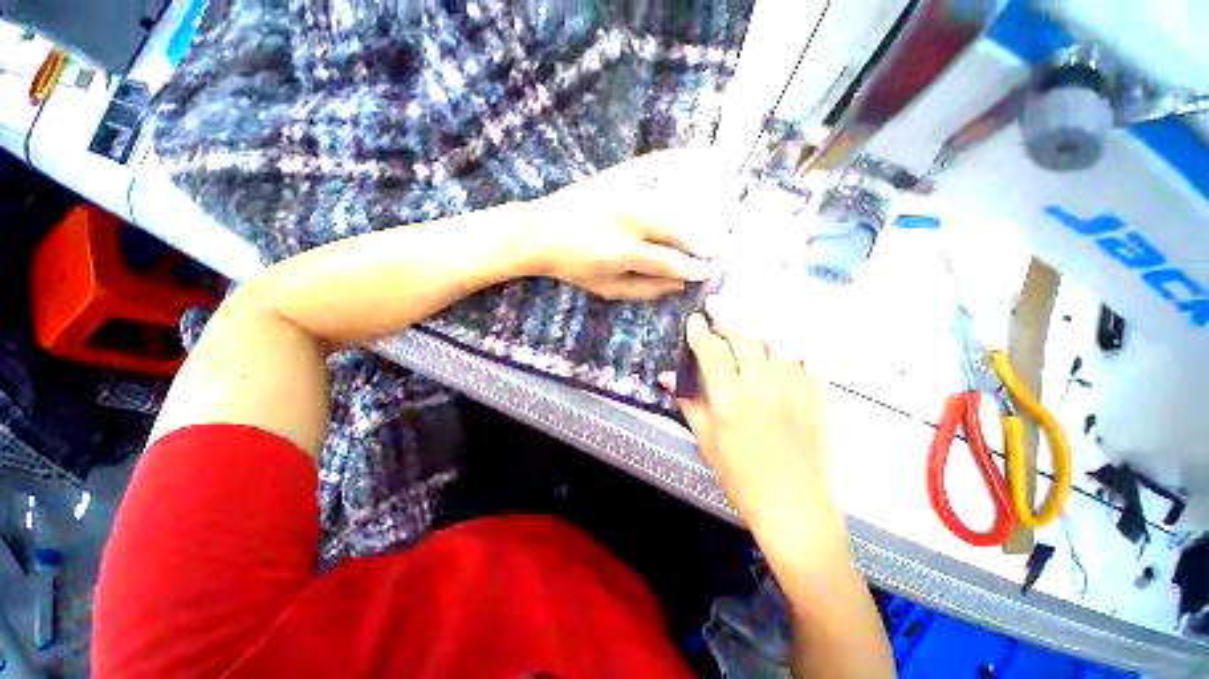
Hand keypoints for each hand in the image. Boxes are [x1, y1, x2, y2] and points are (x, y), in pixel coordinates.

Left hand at [523, 151, 717, 299]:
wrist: (540, 231)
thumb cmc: (573, 266)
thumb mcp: (606, 288)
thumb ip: (645, 289)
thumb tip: (678, 286)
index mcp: (623, 251)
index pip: (670, 260)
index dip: (693, 267)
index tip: (710, 271)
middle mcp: (629, 218)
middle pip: (678, 228)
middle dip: (703, 240)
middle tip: (719, 248)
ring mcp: (624, 191)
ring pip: (674, 199)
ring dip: (704, 204)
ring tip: (727, 209)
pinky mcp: (618, 174)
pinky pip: (656, 165)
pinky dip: (681, 161)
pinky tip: (705, 158)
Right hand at [659, 305, 832, 527]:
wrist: (793, 506)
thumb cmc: (740, 476)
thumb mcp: (706, 439)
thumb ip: (688, 402)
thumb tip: (667, 377)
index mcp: (730, 396)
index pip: (711, 349)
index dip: (700, 331)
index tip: (694, 319)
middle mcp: (762, 383)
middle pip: (745, 337)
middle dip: (728, 320)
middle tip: (718, 310)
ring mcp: (793, 387)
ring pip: (776, 343)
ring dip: (758, 334)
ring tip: (748, 334)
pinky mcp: (816, 396)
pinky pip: (804, 361)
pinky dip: (790, 353)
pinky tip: (781, 357)